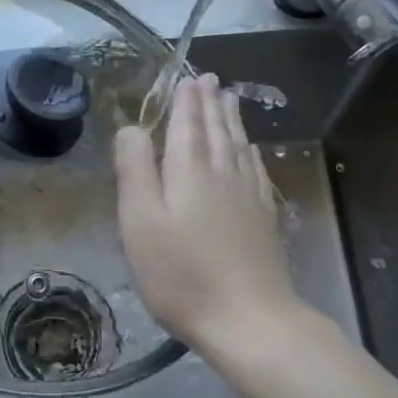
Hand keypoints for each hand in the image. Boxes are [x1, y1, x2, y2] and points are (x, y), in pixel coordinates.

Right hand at [114, 74, 303, 354]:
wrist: (248, 319)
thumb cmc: (181, 272)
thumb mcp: (140, 220)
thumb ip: (135, 168)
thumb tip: (133, 128)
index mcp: (190, 169)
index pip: (188, 123)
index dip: (186, 100)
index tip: (188, 78)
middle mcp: (223, 172)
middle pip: (217, 129)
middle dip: (210, 102)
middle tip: (210, 79)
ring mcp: (248, 195)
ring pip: (238, 145)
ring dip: (232, 119)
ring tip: (230, 100)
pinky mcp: (264, 218)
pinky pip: (255, 169)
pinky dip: (250, 151)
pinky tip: (250, 150)